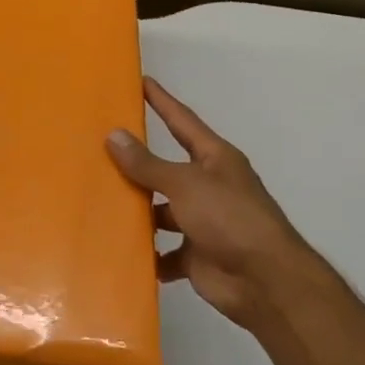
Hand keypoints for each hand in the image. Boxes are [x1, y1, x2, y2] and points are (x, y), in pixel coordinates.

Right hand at [107, 77, 300, 334]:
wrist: (266, 283)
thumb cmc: (229, 218)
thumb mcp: (185, 183)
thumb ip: (148, 163)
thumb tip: (113, 135)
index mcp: (214, 159)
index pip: (181, 121)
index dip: (162, 101)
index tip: (141, 81)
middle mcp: (208, 186)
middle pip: (166, 168)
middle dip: (137, 162)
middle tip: (98, 146)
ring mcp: (202, 222)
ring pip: (161, 210)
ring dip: (138, 210)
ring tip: (98, 200)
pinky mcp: (196, 255)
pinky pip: (164, 251)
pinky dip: (147, 252)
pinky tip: (118, 248)